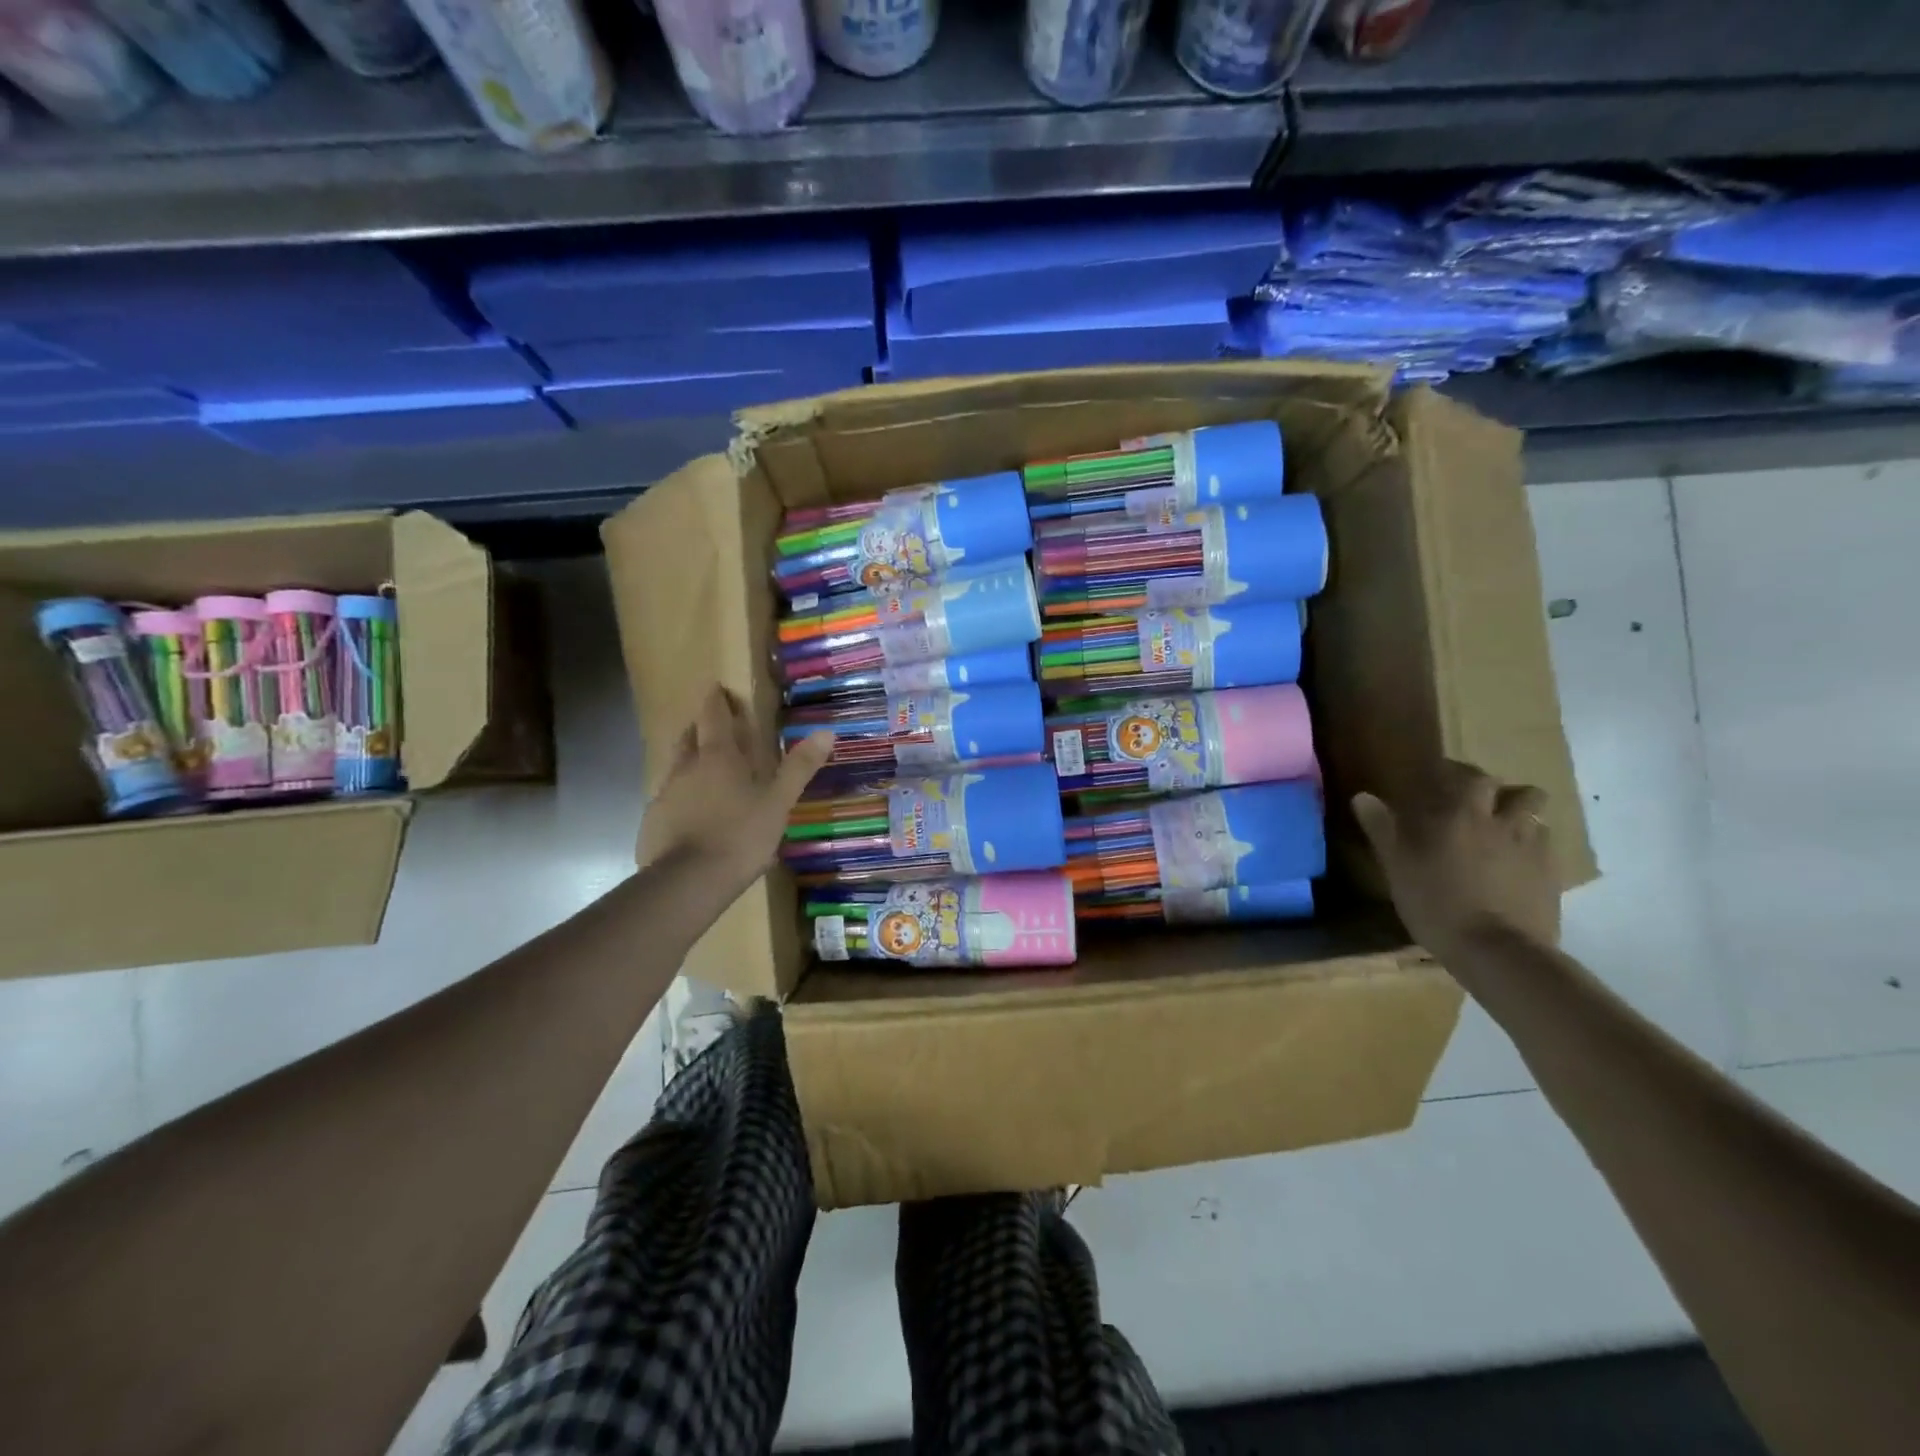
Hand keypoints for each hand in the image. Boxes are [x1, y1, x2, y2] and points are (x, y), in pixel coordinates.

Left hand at [641, 686, 833, 902]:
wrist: (688, 881)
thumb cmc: (741, 835)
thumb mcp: (779, 802)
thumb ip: (799, 767)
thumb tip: (826, 731)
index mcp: (718, 757)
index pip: (714, 717)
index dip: (716, 702)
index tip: (717, 689)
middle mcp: (686, 769)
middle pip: (688, 738)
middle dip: (698, 728)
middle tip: (710, 726)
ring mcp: (664, 795)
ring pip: (674, 768)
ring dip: (687, 763)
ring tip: (702, 771)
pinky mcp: (652, 823)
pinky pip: (667, 800)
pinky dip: (680, 798)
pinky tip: (690, 815)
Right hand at [1352, 760, 1559, 954]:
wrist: (1497, 951)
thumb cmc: (1436, 903)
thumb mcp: (1397, 867)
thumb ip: (1382, 829)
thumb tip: (1363, 796)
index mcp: (1462, 814)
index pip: (1470, 776)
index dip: (1460, 775)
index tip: (1444, 780)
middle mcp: (1503, 822)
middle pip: (1520, 792)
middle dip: (1502, 794)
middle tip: (1480, 807)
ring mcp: (1534, 849)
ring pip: (1539, 819)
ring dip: (1523, 819)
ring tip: (1504, 833)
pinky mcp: (1553, 876)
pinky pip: (1548, 849)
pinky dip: (1534, 848)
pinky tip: (1518, 866)